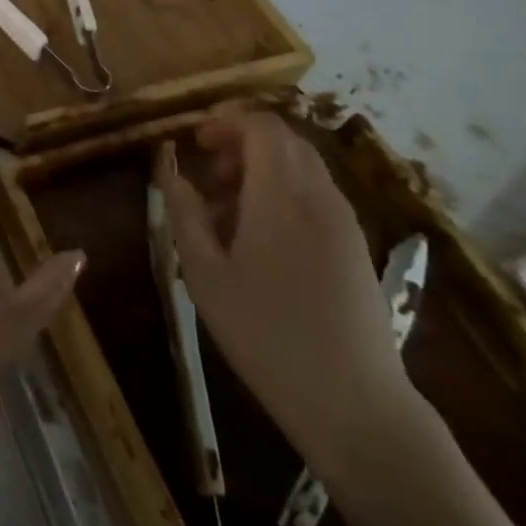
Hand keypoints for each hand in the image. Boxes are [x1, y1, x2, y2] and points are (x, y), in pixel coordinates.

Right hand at [156, 110, 413, 476]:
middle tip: (207, 175)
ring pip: (302, 167)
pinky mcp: (356, 246)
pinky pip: (316, 195)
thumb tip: (169, 165)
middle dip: (241, 143)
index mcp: (281, 197)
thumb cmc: (265, 334)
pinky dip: (283, 193)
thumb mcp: (204, 273)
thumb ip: (183, 211)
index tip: (195, 141)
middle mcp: (319, 197)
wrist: (354, 404)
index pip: (262, 126)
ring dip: (262, 169)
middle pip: (285, 140)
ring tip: (227, 211)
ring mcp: (344, 222)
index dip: (226, 121)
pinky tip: (259, 238)